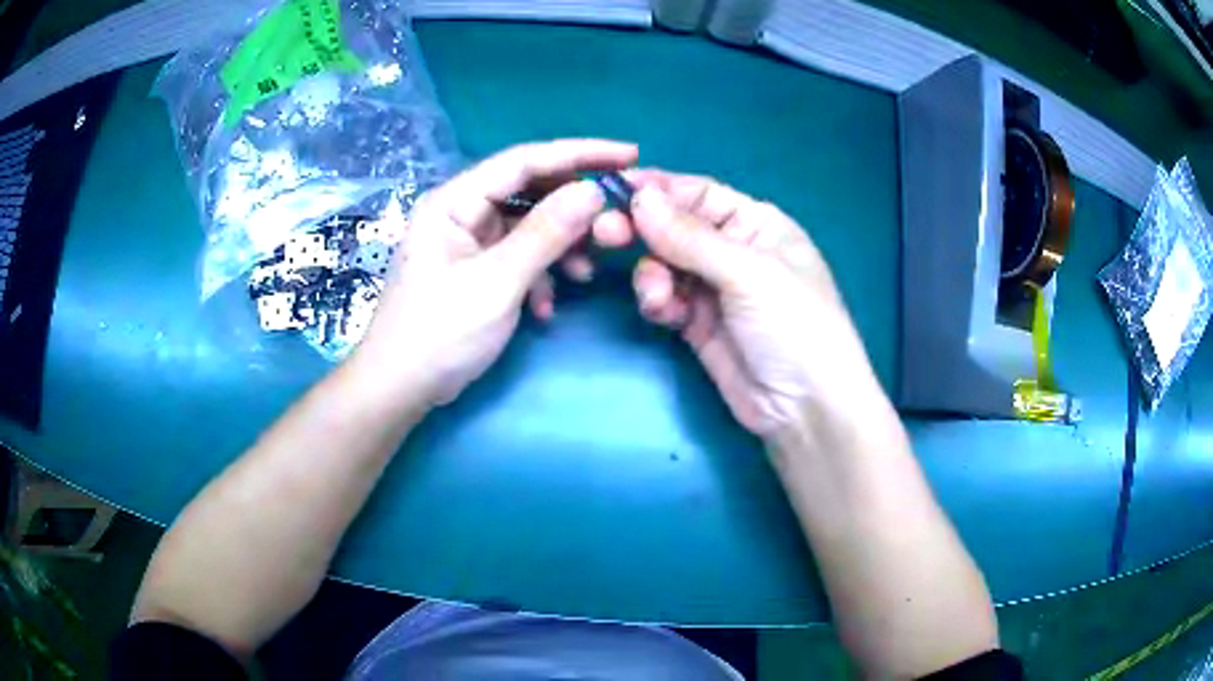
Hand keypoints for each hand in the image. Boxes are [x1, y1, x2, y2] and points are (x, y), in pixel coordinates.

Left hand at [352, 139, 637, 406]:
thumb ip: (546, 234)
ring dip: (560, 246)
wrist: (401, 388)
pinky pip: (518, 256)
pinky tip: (547, 306)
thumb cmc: (440, 334)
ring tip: (587, 272)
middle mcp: (462, 211)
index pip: (524, 160)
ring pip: (528, 226)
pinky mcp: (475, 268)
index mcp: (456, 201)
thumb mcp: (497, 283)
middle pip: (529, 190)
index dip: (579, 153)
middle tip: (619, 215)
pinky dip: (539, 275)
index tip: (629, 155)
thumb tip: (593, 191)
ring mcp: (468, 241)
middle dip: (574, 205)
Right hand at [625, 171, 879, 436]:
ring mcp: (715, 289)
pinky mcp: (699, 324)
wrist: (805, 411)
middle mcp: (734, 250)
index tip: (612, 191)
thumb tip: (639, 197)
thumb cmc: (795, 327)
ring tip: (657, 297)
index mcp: (757, 224)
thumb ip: (691, 237)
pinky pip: (666, 298)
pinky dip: (657, 301)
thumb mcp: (749, 274)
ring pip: (664, 264)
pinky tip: (663, 313)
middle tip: (606, 235)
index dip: (657, 190)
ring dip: (651, 274)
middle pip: (675, 226)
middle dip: (642, 230)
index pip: (699, 194)